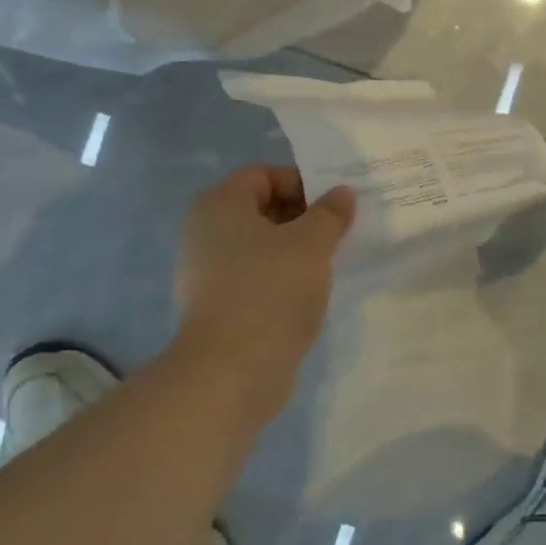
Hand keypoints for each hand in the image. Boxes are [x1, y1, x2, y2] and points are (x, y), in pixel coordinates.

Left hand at [174, 167, 354, 383]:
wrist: (231, 370)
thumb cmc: (270, 290)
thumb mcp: (312, 244)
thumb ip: (330, 213)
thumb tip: (342, 193)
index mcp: (220, 204)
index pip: (263, 174)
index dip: (302, 183)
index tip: (334, 206)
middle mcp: (204, 231)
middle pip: (260, 209)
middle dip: (302, 217)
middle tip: (338, 234)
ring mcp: (205, 271)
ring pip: (259, 246)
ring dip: (294, 250)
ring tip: (327, 264)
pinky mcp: (215, 305)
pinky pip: (253, 277)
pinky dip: (279, 278)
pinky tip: (306, 294)